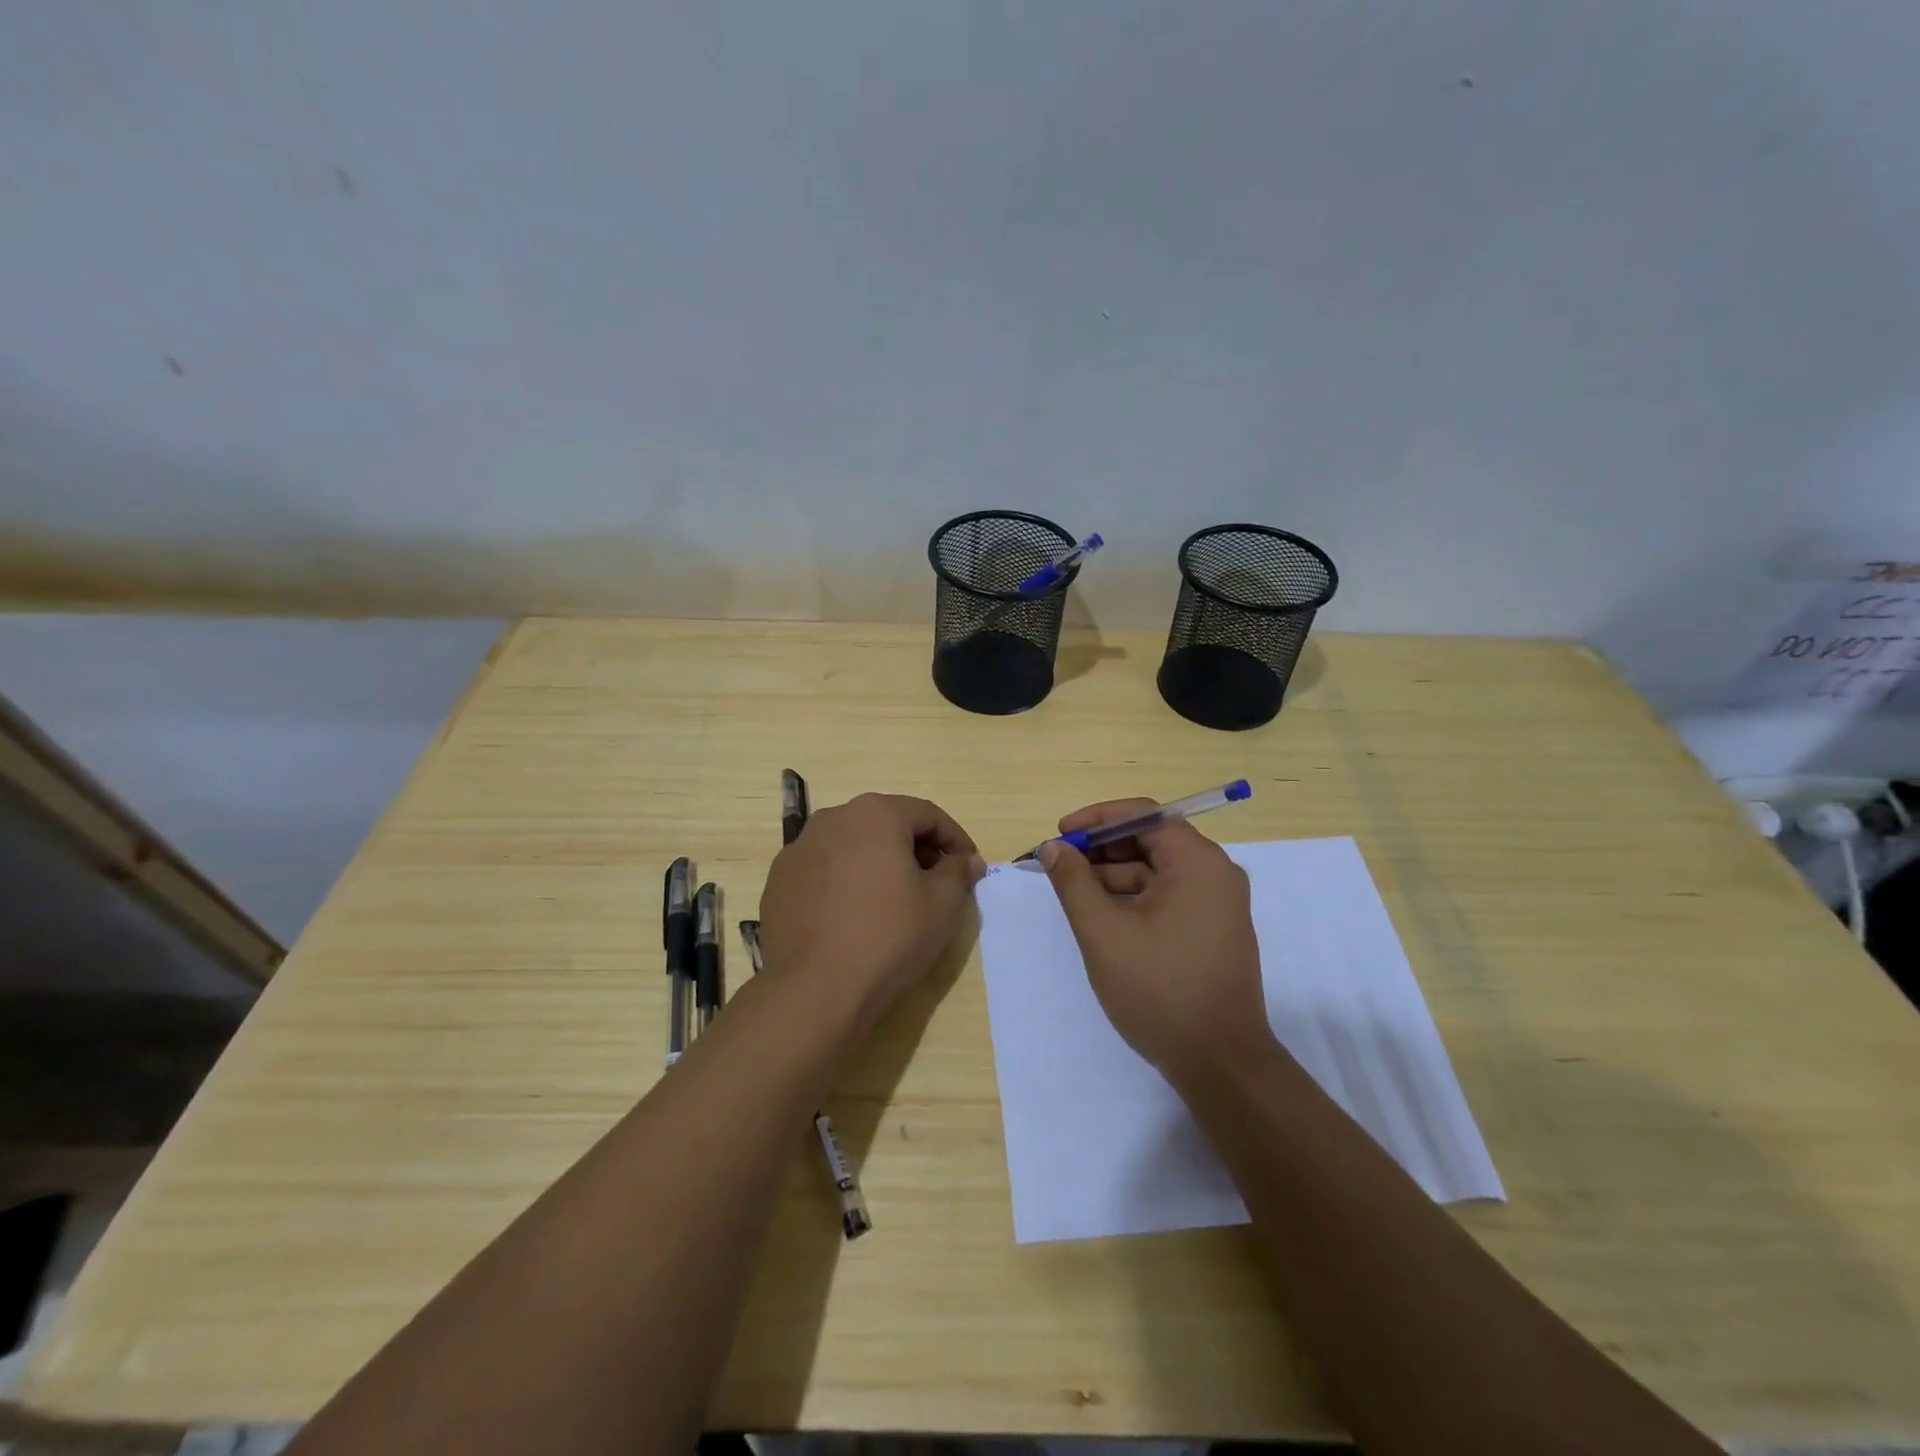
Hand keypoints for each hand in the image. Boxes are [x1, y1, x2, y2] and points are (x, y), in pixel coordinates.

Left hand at [758, 793, 985, 1032]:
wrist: (815, 988)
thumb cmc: (889, 936)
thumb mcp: (943, 904)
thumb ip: (958, 872)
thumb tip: (967, 860)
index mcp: (874, 814)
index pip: (927, 815)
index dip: (954, 839)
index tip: (968, 866)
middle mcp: (832, 819)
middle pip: (886, 825)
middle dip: (915, 849)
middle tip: (935, 883)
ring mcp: (798, 849)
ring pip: (852, 847)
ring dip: (878, 864)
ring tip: (893, 901)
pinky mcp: (779, 881)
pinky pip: (823, 871)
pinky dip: (844, 883)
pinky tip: (853, 916)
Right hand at [1039, 798, 1274, 1081]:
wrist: (1220, 1063)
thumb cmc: (1159, 989)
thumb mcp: (1103, 931)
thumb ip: (1073, 882)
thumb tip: (1053, 848)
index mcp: (1198, 862)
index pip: (1144, 814)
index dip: (1097, 819)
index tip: (1060, 835)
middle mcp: (1215, 874)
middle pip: (1151, 840)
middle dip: (1102, 850)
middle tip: (1060, 865)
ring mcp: (1217, 904)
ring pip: (1157, 872)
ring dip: (1114, 876)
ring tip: (1073, 896)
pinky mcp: (1213, 930)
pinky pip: (1168, 897)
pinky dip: (1133, 899)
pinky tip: (1102, 918)